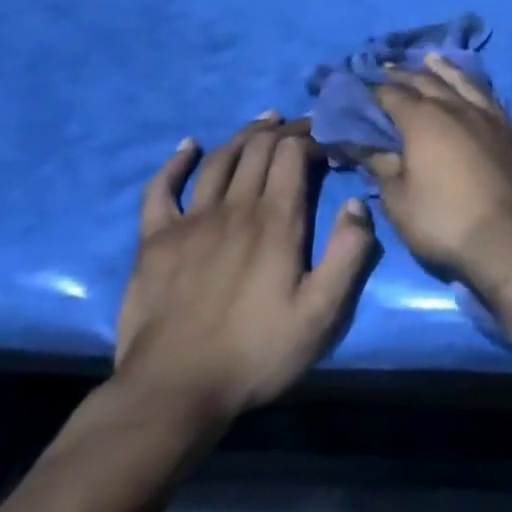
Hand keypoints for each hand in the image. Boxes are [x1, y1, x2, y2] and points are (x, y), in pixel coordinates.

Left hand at [116, 116, 379, 423]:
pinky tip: (188, 147)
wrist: (173, 391)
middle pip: (258, 149)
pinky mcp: (155, 241)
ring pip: (219, 160)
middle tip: (302, 125)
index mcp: (277, 221)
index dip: (312, 136)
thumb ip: (348, 254)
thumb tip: (356, 203)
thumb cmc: (257, 352)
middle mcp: (234, 208)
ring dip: (244, 135)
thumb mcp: (322, 313)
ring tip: (263, 121)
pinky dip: (176, 163)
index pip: (293, 154)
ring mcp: (190, 222)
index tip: (329, 136)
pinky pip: (161, 189)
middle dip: (284, 129)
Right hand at [368, 56, 511, 297]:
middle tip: (386, 67)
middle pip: (427, 82)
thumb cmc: (446, 221)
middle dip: (403, 74)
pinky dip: (475, 86)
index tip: (359, 84)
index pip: (392, 95)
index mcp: (424, 120)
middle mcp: (457, 108)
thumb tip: (360, 145)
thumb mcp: (400, 200)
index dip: (373, 89)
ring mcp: (490, 117)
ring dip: (442, 69)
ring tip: (430, 58)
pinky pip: (489, 97)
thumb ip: (380, 166)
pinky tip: (473, 88)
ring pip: (463, 82)